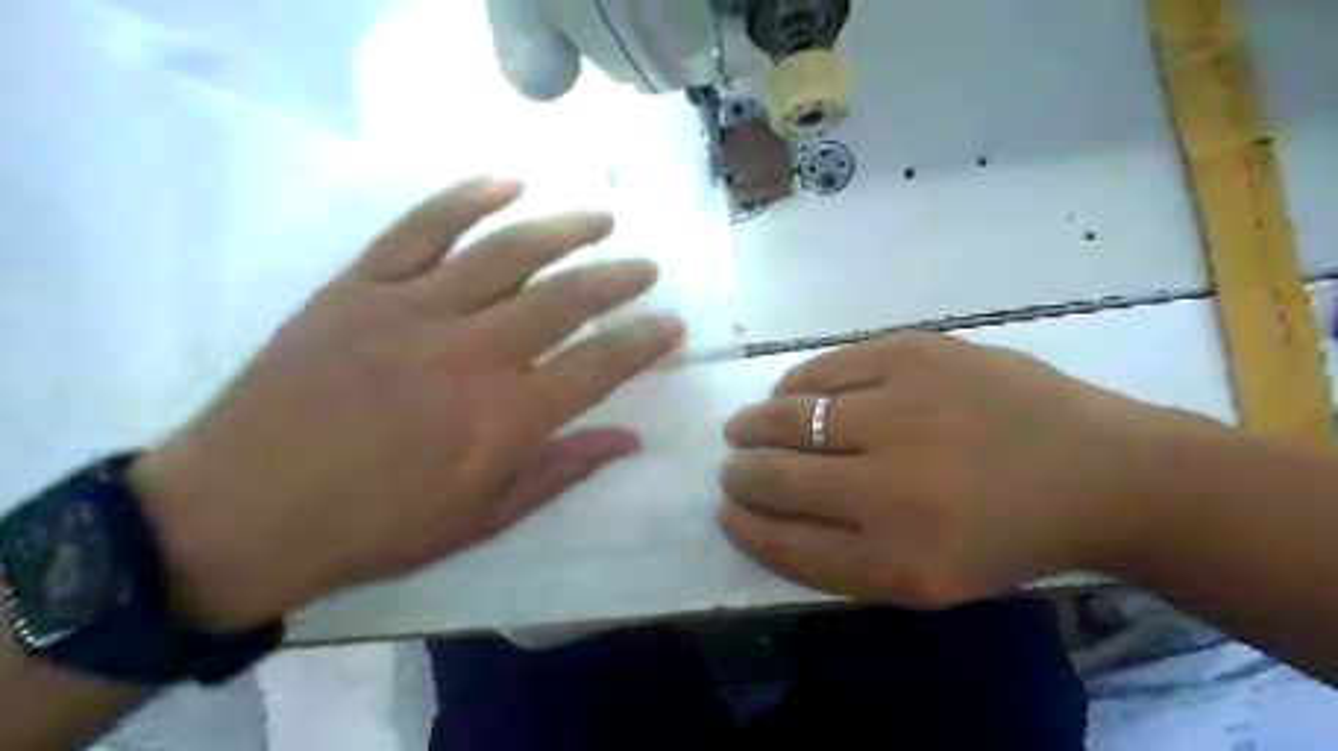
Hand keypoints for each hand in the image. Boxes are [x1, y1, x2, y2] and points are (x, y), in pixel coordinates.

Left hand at [130, 178, 681, 630]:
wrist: (236, 514)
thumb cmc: (373, 529)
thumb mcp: (480, 518)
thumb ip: (560, 470)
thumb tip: (629, 438)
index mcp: (505, 418)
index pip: (600, 365)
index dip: (644, 342)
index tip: (671, 324)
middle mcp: (472, 353)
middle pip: (565, 299)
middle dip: (617, 280)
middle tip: (645, 268)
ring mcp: (413, 310)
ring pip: (506, 252)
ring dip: (564, 230)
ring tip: (601, 219)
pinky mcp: (359, 288)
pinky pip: (421, 228)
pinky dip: (466, 199)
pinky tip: (507, 183)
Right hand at [721, 335, 1190, 609]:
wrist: (1099, 471)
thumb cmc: (1005, 536)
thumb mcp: (924, 579)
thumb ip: (837, 556)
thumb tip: (759, 513)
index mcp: (898, 559)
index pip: (784, 542)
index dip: (743, 525)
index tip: (725, 510)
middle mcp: (892, 487)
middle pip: (777, 477)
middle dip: (739, 473)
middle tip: (731, 467)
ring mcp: (904, 410)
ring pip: (789, 415)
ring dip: (754, 424)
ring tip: (746, 427)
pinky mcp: (917, 353)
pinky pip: (825, 368)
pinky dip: (795, 384)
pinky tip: (789, 393)